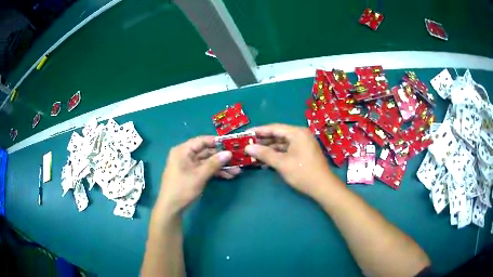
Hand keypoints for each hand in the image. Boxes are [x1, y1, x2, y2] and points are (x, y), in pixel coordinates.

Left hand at [157, 136, 239, 213]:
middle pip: (206, 151)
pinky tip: (228, 176)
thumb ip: (214, 163)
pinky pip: (205, 169)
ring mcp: (188, 165)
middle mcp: (185, 155)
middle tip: (237, 159)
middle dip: (222, 157)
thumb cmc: (182, 188)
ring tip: (237, 171)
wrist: (171, 207)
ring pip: (207, 162)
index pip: (202, 140)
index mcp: (183, 150)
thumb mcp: (200, 175)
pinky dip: (215, 172)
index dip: (217, 141)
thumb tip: (229, 153)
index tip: (232, 144)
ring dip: (221, 166)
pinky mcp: (191, 174)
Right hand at [245, 124, 335, 197]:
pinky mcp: (304, 151)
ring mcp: (303, 143)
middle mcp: (301, 134)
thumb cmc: (303, 173)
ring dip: (269, 148)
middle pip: (278, 134)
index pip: (274, 128)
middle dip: (263, 140)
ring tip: (254, 153)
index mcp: (297, 133)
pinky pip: (287, 149)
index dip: (259, 131)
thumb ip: (264, 154)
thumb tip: (248, 147)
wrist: (322, 187)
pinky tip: (266, 159)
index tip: (245, 133)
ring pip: (282, 142)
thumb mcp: (282, 163)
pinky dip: (277, 153)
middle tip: (248, 144)